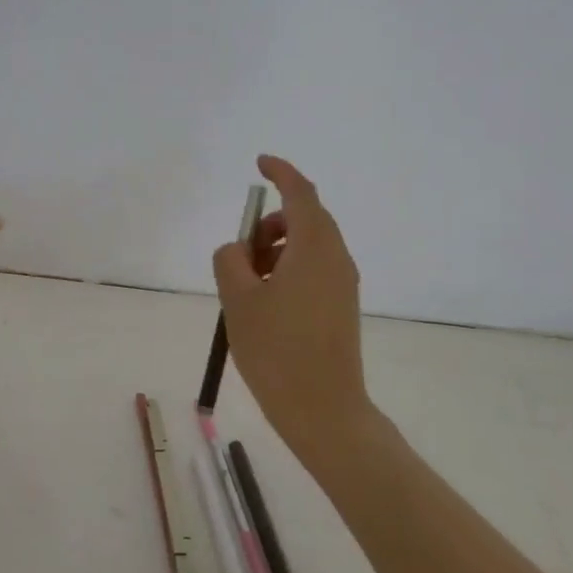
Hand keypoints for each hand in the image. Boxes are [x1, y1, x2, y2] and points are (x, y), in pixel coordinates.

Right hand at [212, 155, 368, 457]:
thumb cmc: (277, 349)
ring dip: (276, 249)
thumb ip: (230, 260)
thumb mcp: (238, 299)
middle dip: (269, 223)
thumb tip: (238, 250)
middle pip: (305, 219)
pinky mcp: (341, 306)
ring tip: (246, 284)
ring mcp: (343, 283)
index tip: (259, 164)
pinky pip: (313, 269)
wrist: (323, 409)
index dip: (280, 172)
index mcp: (314, 247)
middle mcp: (336, 258)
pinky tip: (265, 302)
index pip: (300, 193)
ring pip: (308, 246)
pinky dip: (287, 269)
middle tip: (240, 250)